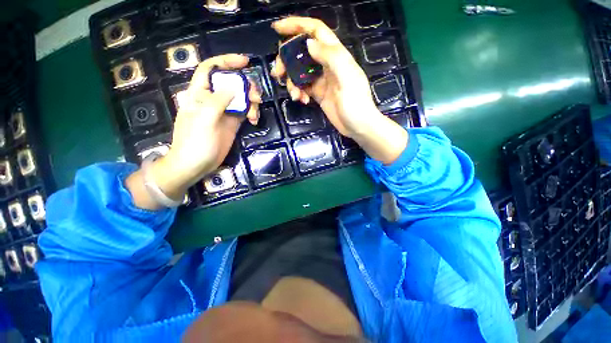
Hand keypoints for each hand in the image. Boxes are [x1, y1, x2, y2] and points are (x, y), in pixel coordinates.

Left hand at [126, 54, 261, 209]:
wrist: (196, 164)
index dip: (227, 62)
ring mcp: (224, 111)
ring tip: (254, 114)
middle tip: (256, 98)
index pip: (211, 69)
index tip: (245, 62)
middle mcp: (213, 99)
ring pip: (241, 97)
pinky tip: (254, 121)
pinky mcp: (233, 122)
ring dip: (251, 102)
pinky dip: (252, 113)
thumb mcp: (204, 119)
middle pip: (231, 83)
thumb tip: (234, 87)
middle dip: (246, 86)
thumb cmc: (195, 142)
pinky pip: (245, 111)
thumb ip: (218, 101)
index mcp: (200, 94)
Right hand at [271, 17, 407, 164]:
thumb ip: (330, 57)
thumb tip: (308, 43)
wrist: (358, 126)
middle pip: (301, 52)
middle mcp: (327, 64)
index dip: (296, 25)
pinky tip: (302, 101)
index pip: (315, 31)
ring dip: (292, 81)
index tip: (277, 28)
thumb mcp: (346, 77)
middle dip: (287, 60)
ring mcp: (321, 80)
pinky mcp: (318, 94)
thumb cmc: (356, 103)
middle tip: (279, 74)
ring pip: (299, 71)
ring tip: (294, 95)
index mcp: (335, 55)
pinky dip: (299, 92)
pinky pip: (303, 87)